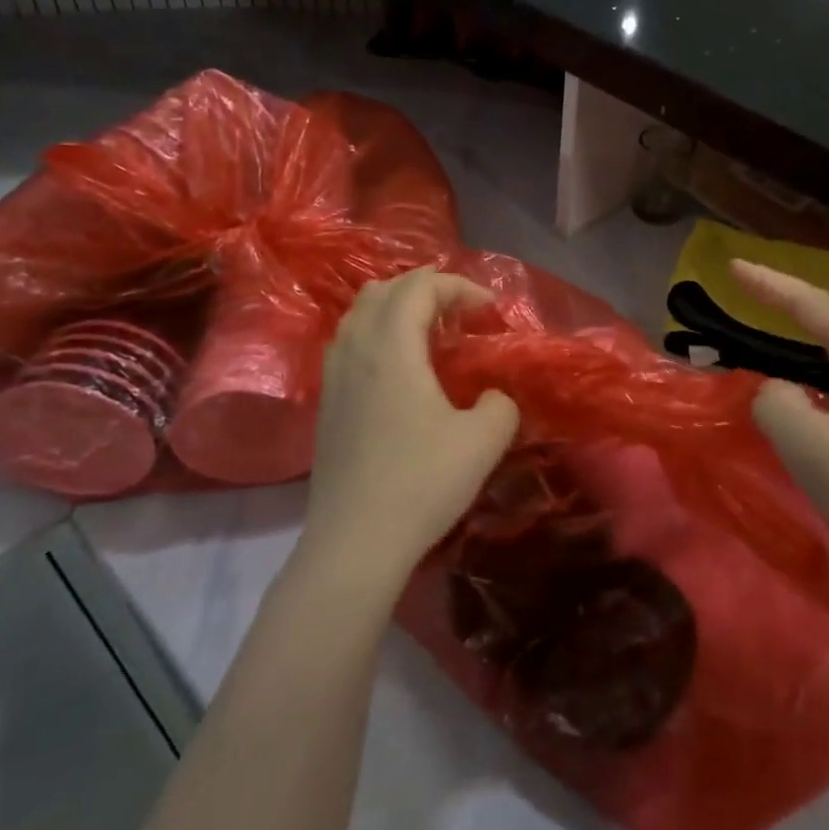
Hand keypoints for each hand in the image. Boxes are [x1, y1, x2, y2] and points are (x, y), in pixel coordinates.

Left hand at [300, 267, 519, 578]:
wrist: (354, 543)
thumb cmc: (421, 483)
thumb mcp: (484, 441)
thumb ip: (501, 404)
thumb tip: (493, 396)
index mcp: (391, 348)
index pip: (420, 287)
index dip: (459, 286)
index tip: (490, 310)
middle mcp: (356, 351)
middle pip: (384, 290)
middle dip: (428, 289)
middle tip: (462, 312)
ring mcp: (334, 377)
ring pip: (359, 314)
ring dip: (398, 308)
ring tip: (431, 331)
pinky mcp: (327, 404)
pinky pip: (350, 342)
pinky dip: (378, 333)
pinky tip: (401, 367)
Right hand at [733, 261, 828, 586]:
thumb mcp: (806, 444)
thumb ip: (775, 401)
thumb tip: (777, 390)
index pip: (815, 305)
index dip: (771, 285)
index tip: (734, 267)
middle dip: (795, 298)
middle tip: (754, 288)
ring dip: (817, 327)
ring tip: (784, 320)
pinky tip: (822, 377)